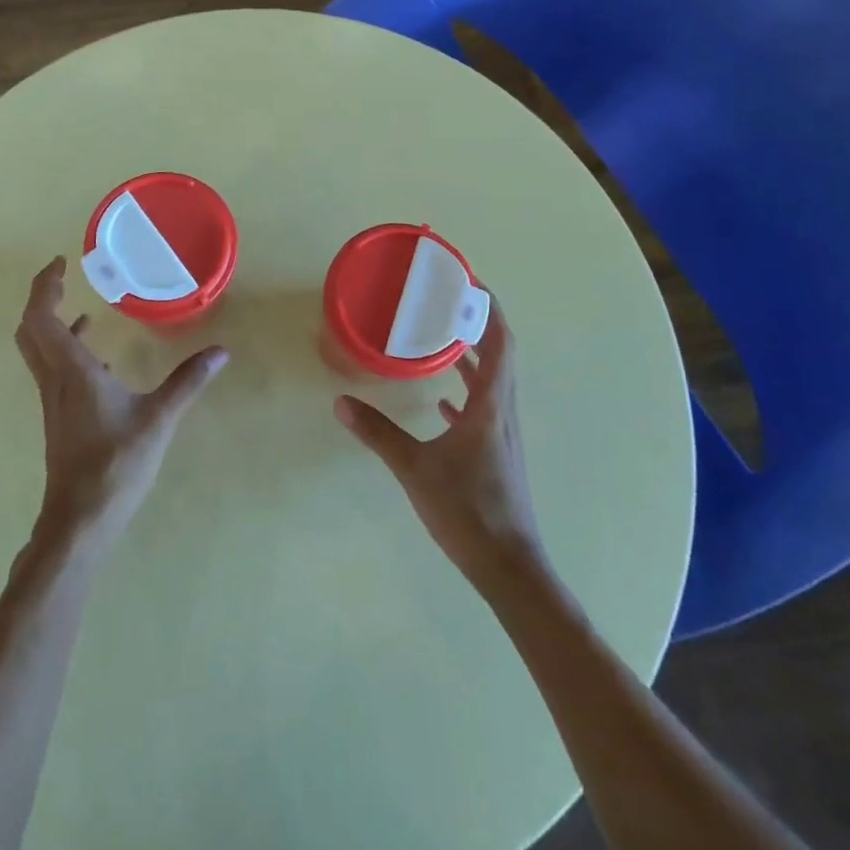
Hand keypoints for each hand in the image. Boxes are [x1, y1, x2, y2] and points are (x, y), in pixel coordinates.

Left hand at [14, 256, 228, 549]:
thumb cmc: (115, 465)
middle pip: (30, 330)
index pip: (41, 317)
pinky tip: (99, 359)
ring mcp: (54, 400)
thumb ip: (188, 382)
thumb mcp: (159, 418)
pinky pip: (54, 370)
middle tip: (65, 278)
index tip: (62, 263)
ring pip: (38, 351)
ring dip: (52, 323)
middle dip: (43, 299)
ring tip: (82, 308)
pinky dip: (68, 351)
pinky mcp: (61, 417)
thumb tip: (221, 352)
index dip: (45, 286)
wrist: (80, 521)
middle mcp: (55, 380)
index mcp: (71, 371)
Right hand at [334, 305, 548, 595]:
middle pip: (500, 353)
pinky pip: (485, 406)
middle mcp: (503, 410)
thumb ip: (378, 434)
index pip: (500, 341)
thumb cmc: (467, 511)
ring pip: (494, 380)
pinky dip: (468, 390)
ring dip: (474, 354)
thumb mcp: (415, 469)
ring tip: (443, 337)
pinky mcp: (497, 451)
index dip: (489, 309)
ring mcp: (503, 432)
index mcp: (491, 404)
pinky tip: (444, 399)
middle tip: (448, 301)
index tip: (469, 283)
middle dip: (478, 323)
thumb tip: (341, 402)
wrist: (508, 567)